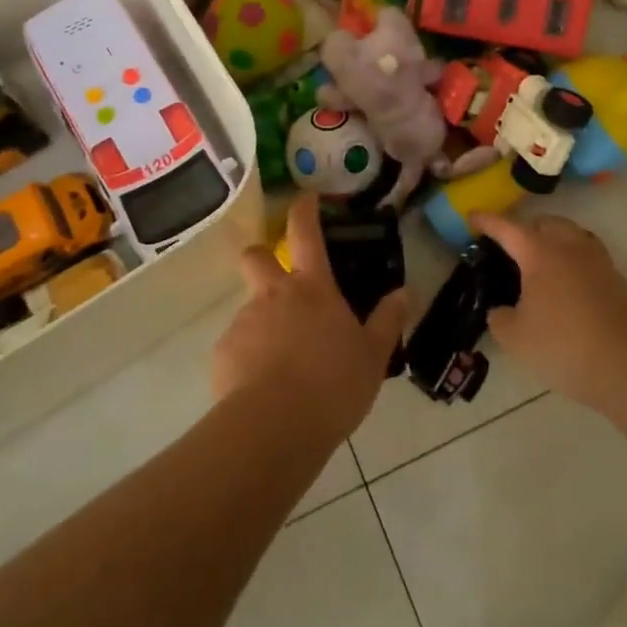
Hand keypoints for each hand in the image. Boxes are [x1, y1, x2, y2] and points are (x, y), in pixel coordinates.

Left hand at [214, 196, 408, 441]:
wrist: (274, 427)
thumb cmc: (332, 384)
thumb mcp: (373, 356)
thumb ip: (387, 321)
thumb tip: (404, 292)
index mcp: (312, 288)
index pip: (305, 232)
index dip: (304, 209)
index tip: (306, 199)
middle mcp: (274, 295)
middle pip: (256, 256)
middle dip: (263, 257)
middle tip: (279, 282)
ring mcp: (243, 322)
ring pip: (250, 309)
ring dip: (264, 324)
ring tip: (284, 365)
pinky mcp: (222, 353)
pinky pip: (237, 347)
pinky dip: (249, 359)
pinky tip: (264, 389)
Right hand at [471, 214, 626, 410]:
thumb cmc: (563, 345)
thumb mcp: (515, 338)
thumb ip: (500, 318)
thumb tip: (502, 311)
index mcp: (539, 253)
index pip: (507, 228)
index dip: (487, 221)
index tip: (472, 216)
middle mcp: (570, 247)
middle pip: (546, 223)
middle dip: (526, 228)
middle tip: (511, 247)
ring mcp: (599, 262)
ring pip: (573, 236)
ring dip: (555, 241)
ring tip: (542, 263)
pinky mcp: (619, 281)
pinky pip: (590, 260)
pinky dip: (575, 264)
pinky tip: (569, 289)